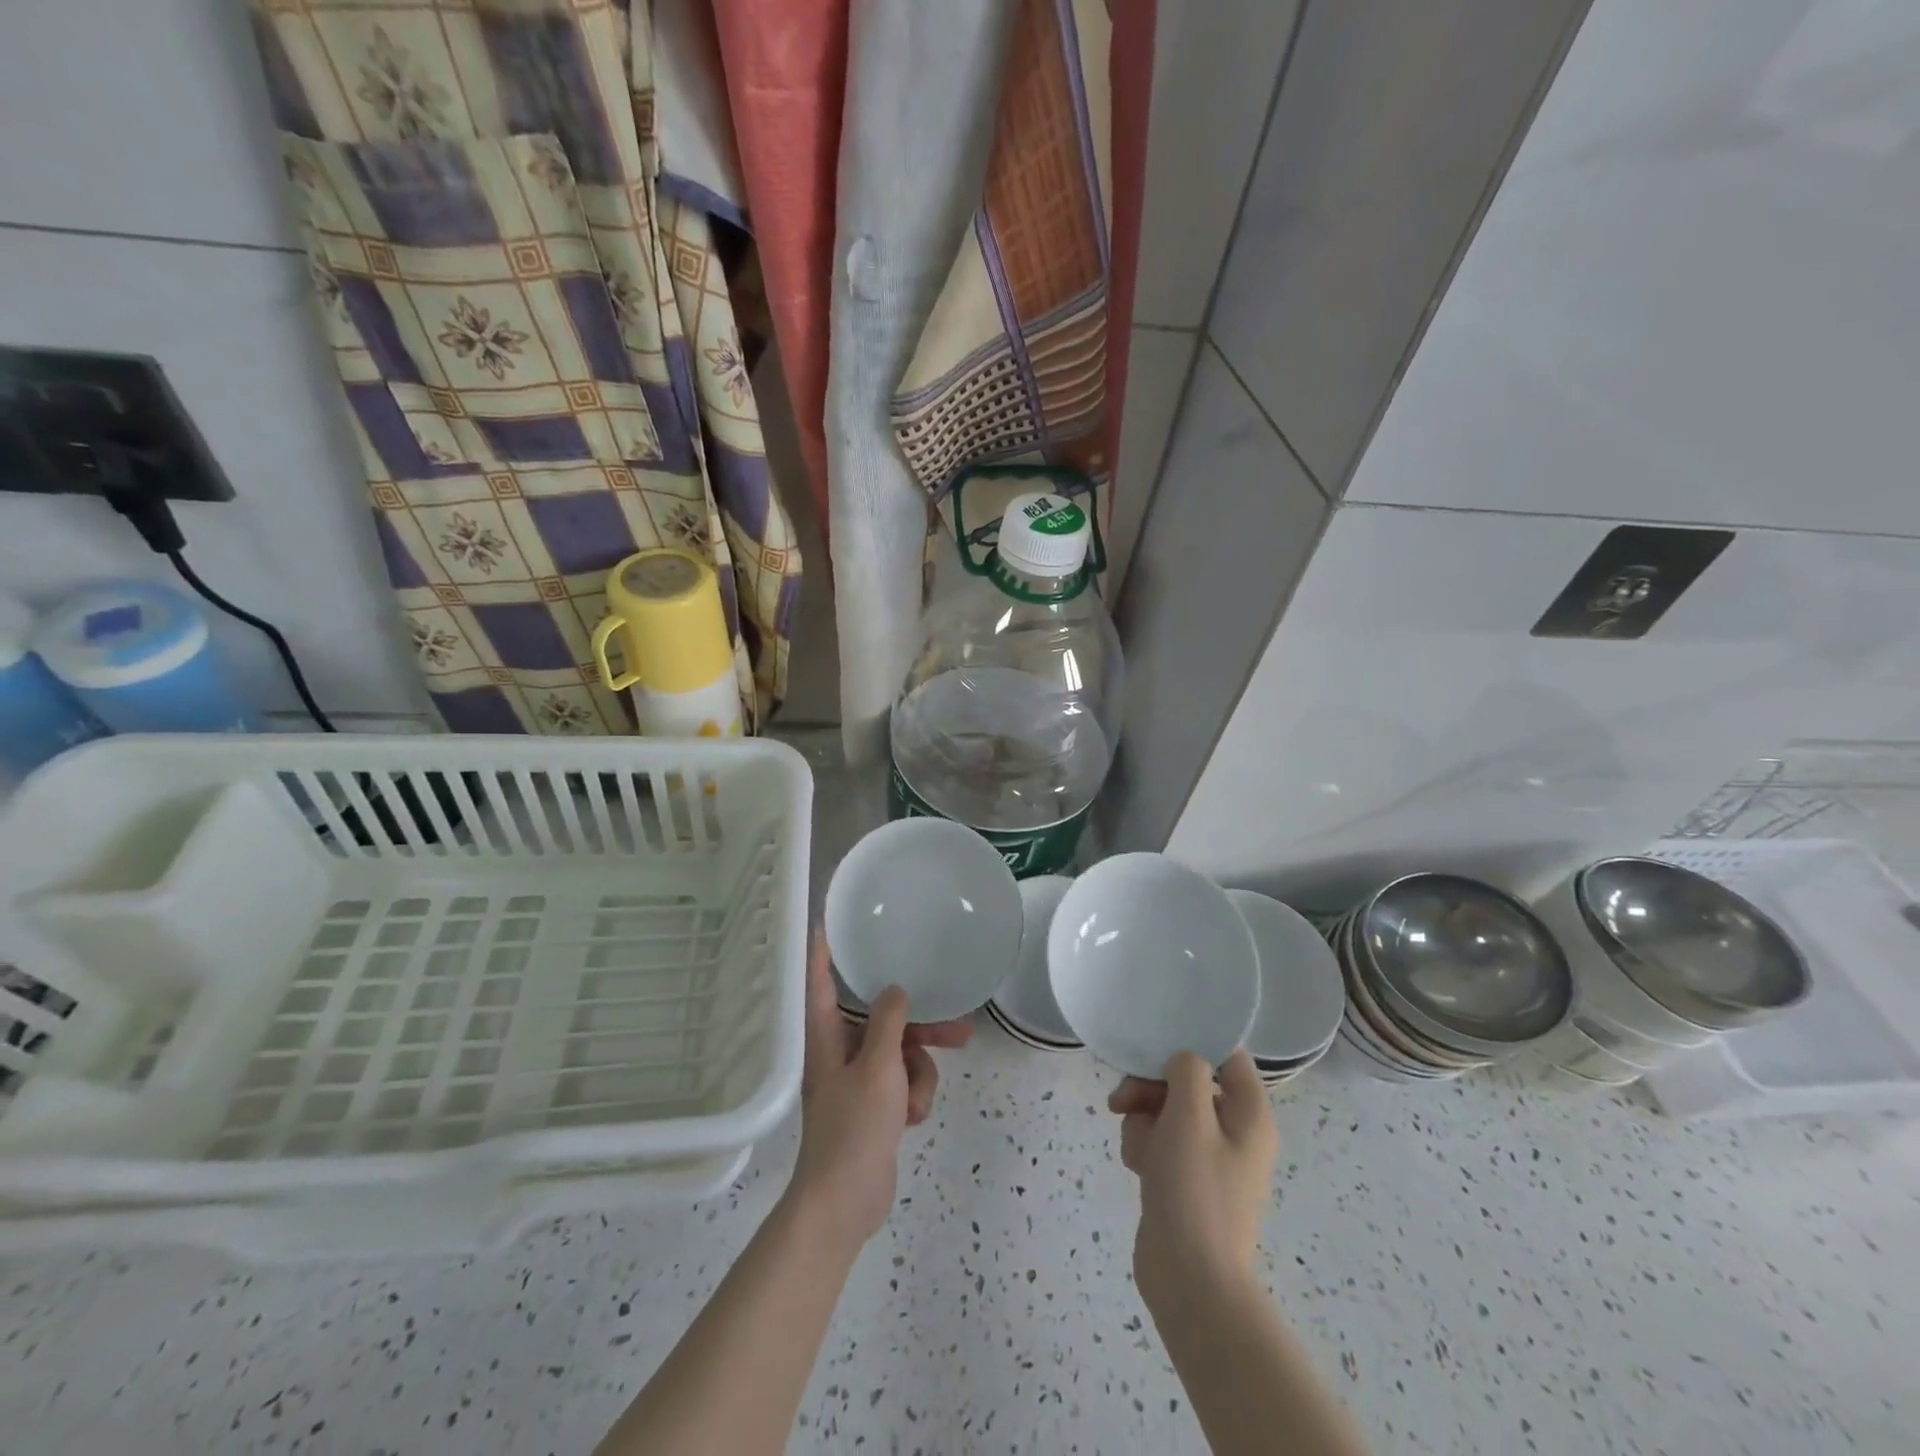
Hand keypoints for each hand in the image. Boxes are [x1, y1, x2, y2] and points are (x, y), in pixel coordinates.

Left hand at [788, 931, 972, 1245]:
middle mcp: (839, 1050)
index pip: (821, 979)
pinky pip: (904, 1080)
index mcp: (825, 1036)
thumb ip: (890, 1022)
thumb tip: (895, 990)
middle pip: (882, 1018)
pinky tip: (910, 1120)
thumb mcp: (878, 1067)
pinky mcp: (874, 1104)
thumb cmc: (853, 1128)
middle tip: (958, 1027)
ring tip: (919, 1100)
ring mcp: (858, 1078)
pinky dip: (913, 1096)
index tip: (828, 919)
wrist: (845, 1203)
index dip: (823, 949)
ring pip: (901, 1051)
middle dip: (919, 1027)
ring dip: (919, 1073)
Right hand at [1108, 1050, 1278, 1307]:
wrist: (1189, 1281)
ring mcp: (1210, 1158)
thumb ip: (1187, 1071)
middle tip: (1124, 1100)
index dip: (1192, 1045)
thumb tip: (1183, 1061)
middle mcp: (1235, 1131)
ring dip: (1143, 1120)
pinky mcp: (1186, 1179)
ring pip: (1166, 1111)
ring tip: (1137, 1149)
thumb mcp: (1190, 1116)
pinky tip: (1137, 1167)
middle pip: (1188, 1082)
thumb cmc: (1194, 1189)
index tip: (1156, 1047)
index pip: (1227, 1056)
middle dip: (1152, 1088)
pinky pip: (1161, 1142)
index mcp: (1250, 1114)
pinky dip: (1145, 1147)